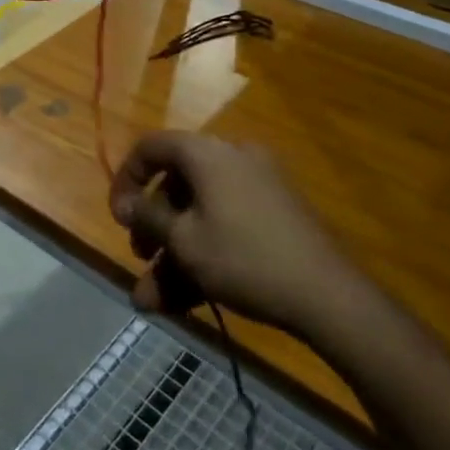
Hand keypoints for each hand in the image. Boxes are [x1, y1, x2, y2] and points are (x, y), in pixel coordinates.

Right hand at [109, 132, 366, 337]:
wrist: (330, 296)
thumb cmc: (244, 258)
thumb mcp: (185, 241)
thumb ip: (148, 218)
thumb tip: (125, 204)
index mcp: (206, 153)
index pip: (151, 148)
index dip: (127, 179)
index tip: (119, 218)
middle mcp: (232, 158)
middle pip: (177, 185)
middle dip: (153, 228)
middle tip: (141, 258)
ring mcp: (259, 186)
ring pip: (201, 213)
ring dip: (175, 252)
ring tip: (156, 301)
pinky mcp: (277, 214)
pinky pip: (227, 223)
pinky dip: (206, 252)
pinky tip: (189, 299)